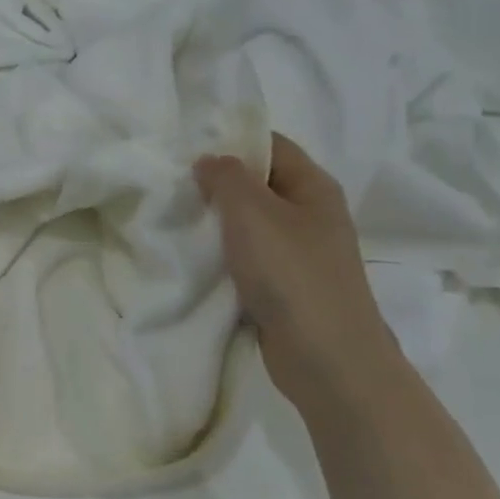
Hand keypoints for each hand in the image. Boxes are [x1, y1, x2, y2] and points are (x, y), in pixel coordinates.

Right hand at [194, 137, 400, 409]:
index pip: (270, 144)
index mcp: (313, 186)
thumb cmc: (292, 273)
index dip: (231, 139)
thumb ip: (226, 176)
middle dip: (217, 183)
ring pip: (251, 223)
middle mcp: (312, 214)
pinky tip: (194, 257)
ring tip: (175, 218)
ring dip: (217, 222)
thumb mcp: (252, 212)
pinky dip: (224, 255)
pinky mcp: (287, 286)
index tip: (186, 147)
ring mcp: (301, 253)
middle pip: (259, 183)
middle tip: (172, 184)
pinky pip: (250, 258)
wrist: (326, 358)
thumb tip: (209, 160)